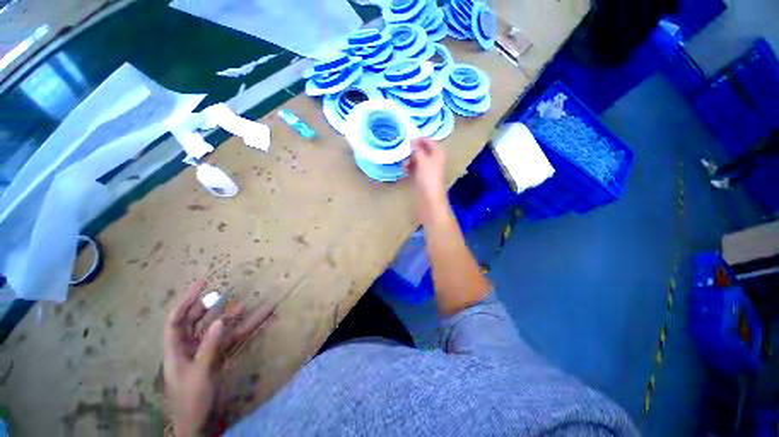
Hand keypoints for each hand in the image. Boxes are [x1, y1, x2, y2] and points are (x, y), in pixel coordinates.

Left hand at [163, 282, 275, 435]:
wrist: (200, 425)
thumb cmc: (192, 401)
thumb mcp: (200, 374)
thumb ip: (210, 347)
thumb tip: (221, 320)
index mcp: (176, 350)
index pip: (176, 320)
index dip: (187, 300)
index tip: (203, 284)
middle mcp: (189, 347)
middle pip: (197, 321)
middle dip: (211, 307)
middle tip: (226, 295)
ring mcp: (206, 352)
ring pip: (219, 329)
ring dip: (232, 317)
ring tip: (246, 305)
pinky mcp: (219, 358)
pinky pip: (232, 339)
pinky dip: (244, 330)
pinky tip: (257, 320)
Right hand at [405, 138, 448, 223]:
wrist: (429, 198)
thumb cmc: (428, 177)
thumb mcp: (422, 160)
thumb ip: (417, 150)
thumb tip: (412, 140)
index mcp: (437, 153)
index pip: (428, 141)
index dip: (418, 139)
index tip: (407, 139)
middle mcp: (434, 160)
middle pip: (422, 151)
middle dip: (412, 152)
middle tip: (404, 154)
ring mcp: (428, 169)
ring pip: (417, 160)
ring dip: (410, 161)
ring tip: (405, 166)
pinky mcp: (423, 178)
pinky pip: (415, 169)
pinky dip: (410, 168)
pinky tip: (405, 171)